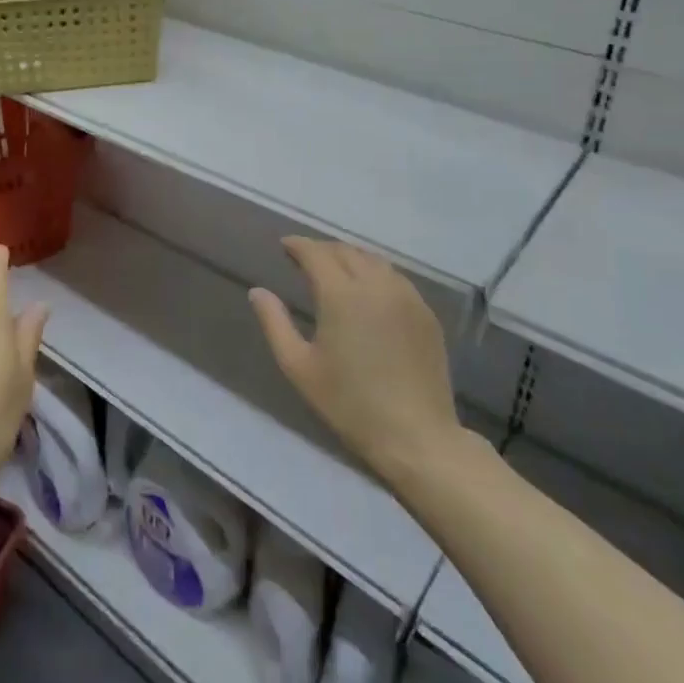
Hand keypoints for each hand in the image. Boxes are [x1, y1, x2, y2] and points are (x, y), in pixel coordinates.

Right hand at [250, 237, 468, 489]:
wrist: (416, 437)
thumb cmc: (349, 403)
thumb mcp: (298, 366)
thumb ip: (274, 323)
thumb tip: (258, 292)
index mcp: (342, 295)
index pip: (316, 253)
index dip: (298, 245)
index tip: (284, 246)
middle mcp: (376, 285)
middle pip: (346, 251)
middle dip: (322, 249)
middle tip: (305, 259)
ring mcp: (406, 297)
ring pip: (374, 261)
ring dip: (350, 257)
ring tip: (334, 270)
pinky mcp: (425, 314)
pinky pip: (395, 278)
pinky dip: (375, 273)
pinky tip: (367, 291)